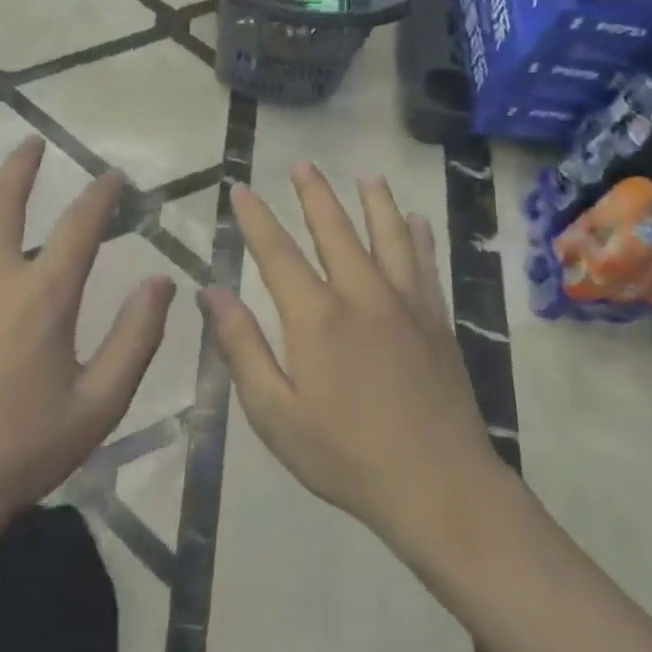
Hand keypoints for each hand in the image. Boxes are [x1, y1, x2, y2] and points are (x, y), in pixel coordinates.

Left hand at [0, 136, 175, 542]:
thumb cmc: (18, 453)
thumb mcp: (98, 405)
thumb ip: (135, 339)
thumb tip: (162, 282)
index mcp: (42, 296)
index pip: (81, 226)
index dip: (101, 195)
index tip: (113, 177)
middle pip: (3, 202)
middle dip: (21, 166)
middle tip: (32, 142)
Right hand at [203, 163, 507, 555]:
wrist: (440, 488)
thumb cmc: (345, 455)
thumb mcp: (275, 412)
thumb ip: (242, 347)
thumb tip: (212, 292)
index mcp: (317, 317)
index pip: (277, 253)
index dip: (257, 219)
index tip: (241, 189)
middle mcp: (362, 295)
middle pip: (335, 231)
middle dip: (314, 195)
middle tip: (302, 163)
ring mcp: (406, 306)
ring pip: (389, 238)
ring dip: (375, 203)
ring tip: (368, 177)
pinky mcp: (437, 323)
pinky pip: (427, 266)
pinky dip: (420, 238)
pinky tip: (418, 221)